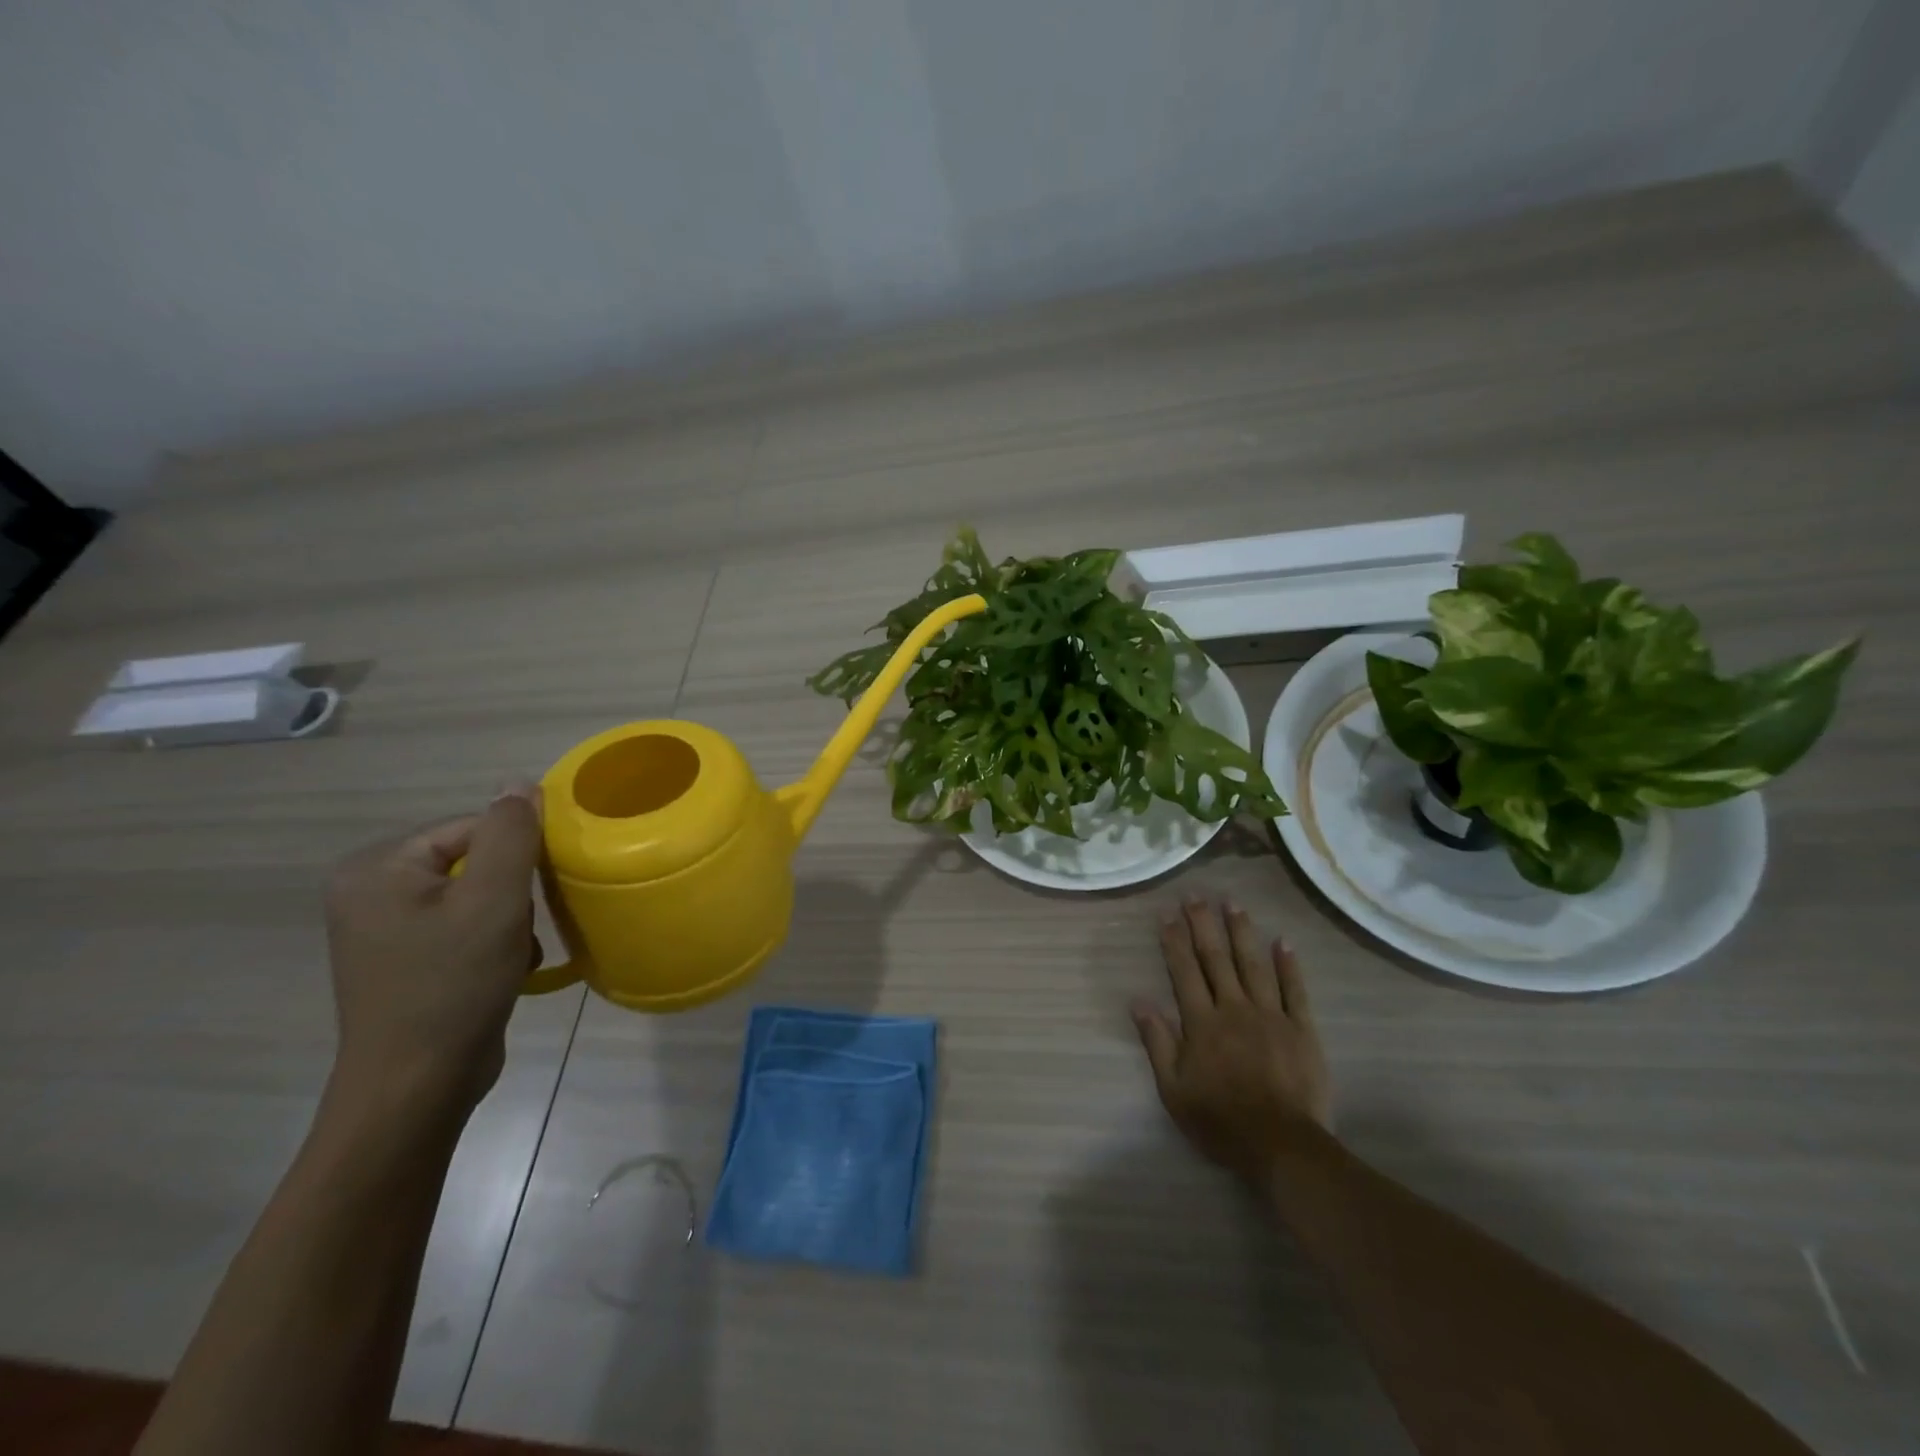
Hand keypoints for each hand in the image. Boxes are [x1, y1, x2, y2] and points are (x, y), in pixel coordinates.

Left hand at [322, 784, 543, 1117]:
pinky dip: (493, 942)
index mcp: (377, 867)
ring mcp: (384, 930)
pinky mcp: (404, 961)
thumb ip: (511, 833)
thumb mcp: (494, 899)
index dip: (517, 855)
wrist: (415, 1087)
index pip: (472, 828)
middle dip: (512, 893)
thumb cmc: (453, 984)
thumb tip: (518, 782)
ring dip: (509, 919)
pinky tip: (503, 970)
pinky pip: (463, 927)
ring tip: (514, 953)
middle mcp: (369, 891)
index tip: (537, 892)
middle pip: (474, 861)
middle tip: (521, 927)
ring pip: (476, 896)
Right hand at [1132, 895, 1330, 1182]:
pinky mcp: (1302, 1029)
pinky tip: (1282, 941)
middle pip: (1216, 959)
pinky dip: (1289, 964)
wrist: (1281, 1147)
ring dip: (1241, 932)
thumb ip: (1157, 1043)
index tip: (1166, 914)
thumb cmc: (1220, 1121)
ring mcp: (1271, 1016)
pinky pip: (1294, 990)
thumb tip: (1138, 1001)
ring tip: (1232, 903)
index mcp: (1202, 1023)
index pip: (1184, 972)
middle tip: (1196, 895)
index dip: (1174, 941)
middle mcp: (1234, 1009)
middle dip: (1203, 924)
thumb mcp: (1174, 1090)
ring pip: (1253, 964)